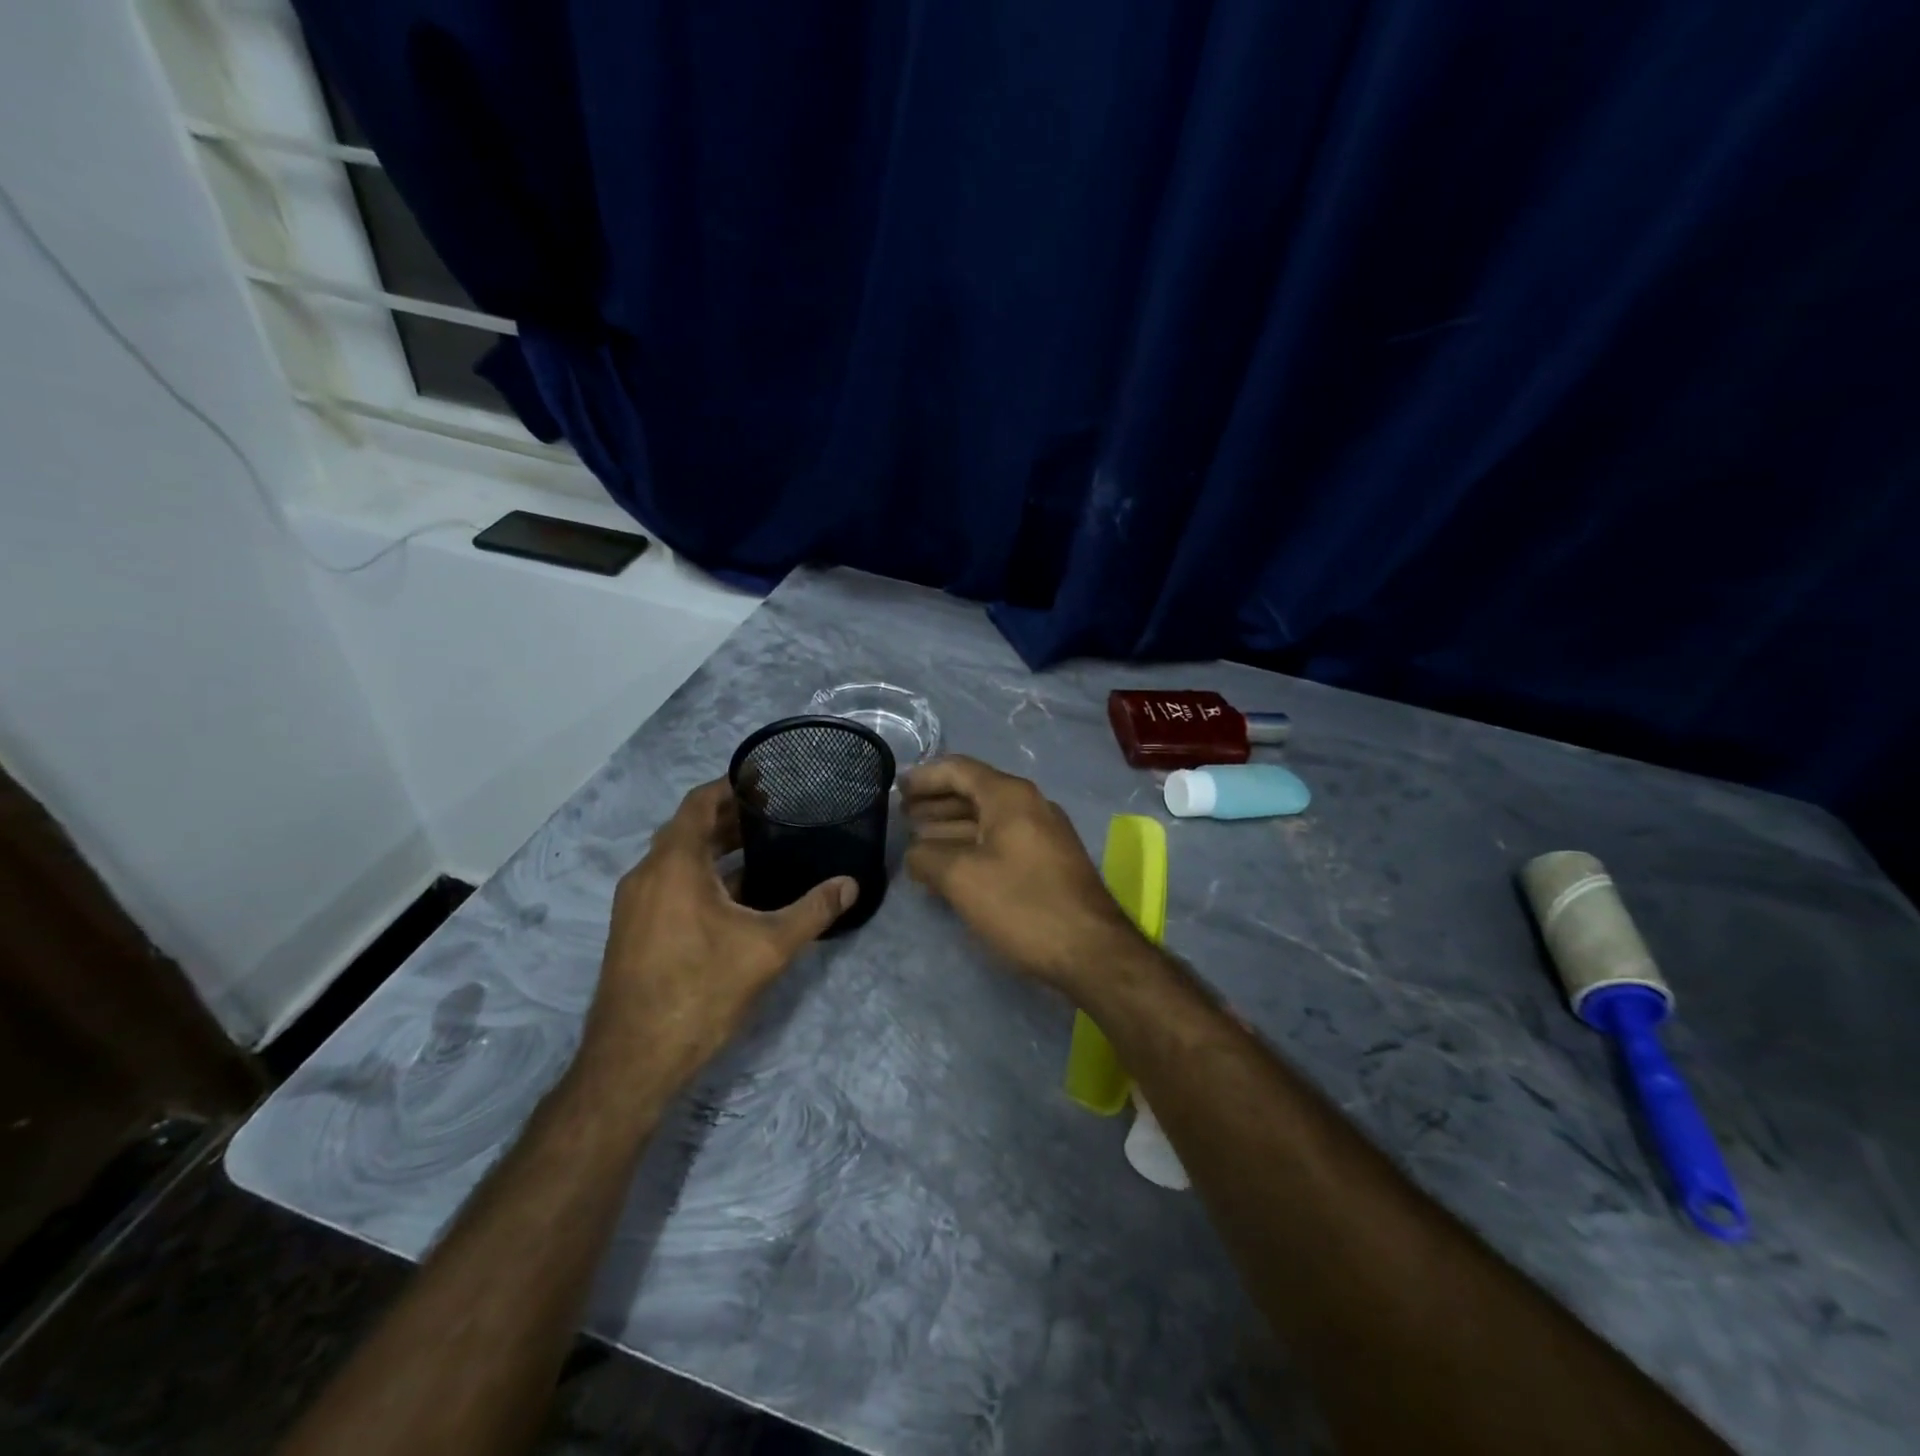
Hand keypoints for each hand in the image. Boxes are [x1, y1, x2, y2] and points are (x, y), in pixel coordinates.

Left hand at [581, 779, 855, 1092]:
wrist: (633, 1061)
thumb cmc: (701, 990)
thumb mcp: (768, 948)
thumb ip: (813, 910)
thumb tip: (851, 883)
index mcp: (673, 864)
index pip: (699, 803)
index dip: (731, 786)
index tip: (766, 781)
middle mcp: (647, 875)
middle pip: (688, 829)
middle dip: (729, 819)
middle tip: (775, 815)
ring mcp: (634, 905)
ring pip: (677, 859)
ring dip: (715, 849)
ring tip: (762, 848)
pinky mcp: (633, 930)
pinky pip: (669, 884)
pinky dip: (700, 876)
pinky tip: (736, 897)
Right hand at [902, 755, 1143, 990]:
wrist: (1091, 950)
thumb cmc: (1023, 904)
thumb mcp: (962, 878)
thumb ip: (927, 857)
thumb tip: (914, 853)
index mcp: (1010, 796)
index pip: (959, 769)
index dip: (924, 776)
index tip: (896, 788)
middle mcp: (1030, 805)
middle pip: (973, 792)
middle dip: (935, 802)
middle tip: (901, 816)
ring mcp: (1043, 834)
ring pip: (987, 820)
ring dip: (950, 826)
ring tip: (917, 840)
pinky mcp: (1048, 862)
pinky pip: (1001, 841)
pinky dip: (971, 846)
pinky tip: (950, 866)